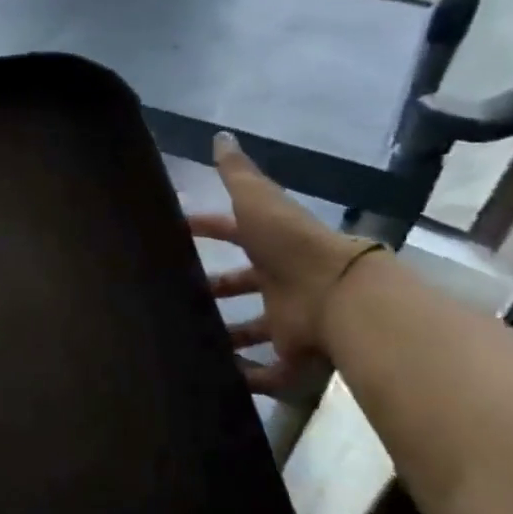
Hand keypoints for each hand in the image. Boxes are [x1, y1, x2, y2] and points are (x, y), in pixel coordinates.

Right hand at [189, 133, 381, 395]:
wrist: (339, 294)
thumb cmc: (291, 244)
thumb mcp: (259, 200)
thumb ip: (238, 173)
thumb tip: (220, 135)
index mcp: (271, 245)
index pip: (232, 232)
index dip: (205, 228)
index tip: (173, 231)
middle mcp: (280, 281)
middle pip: (241, 285)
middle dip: (213, 289)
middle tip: (175, 294)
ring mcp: (289, 320)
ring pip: (252, 330)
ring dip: (226, 335)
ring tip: (187, 340)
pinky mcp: (293, 356)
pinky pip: (267, 372)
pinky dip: (246, 377)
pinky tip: (216, 377)